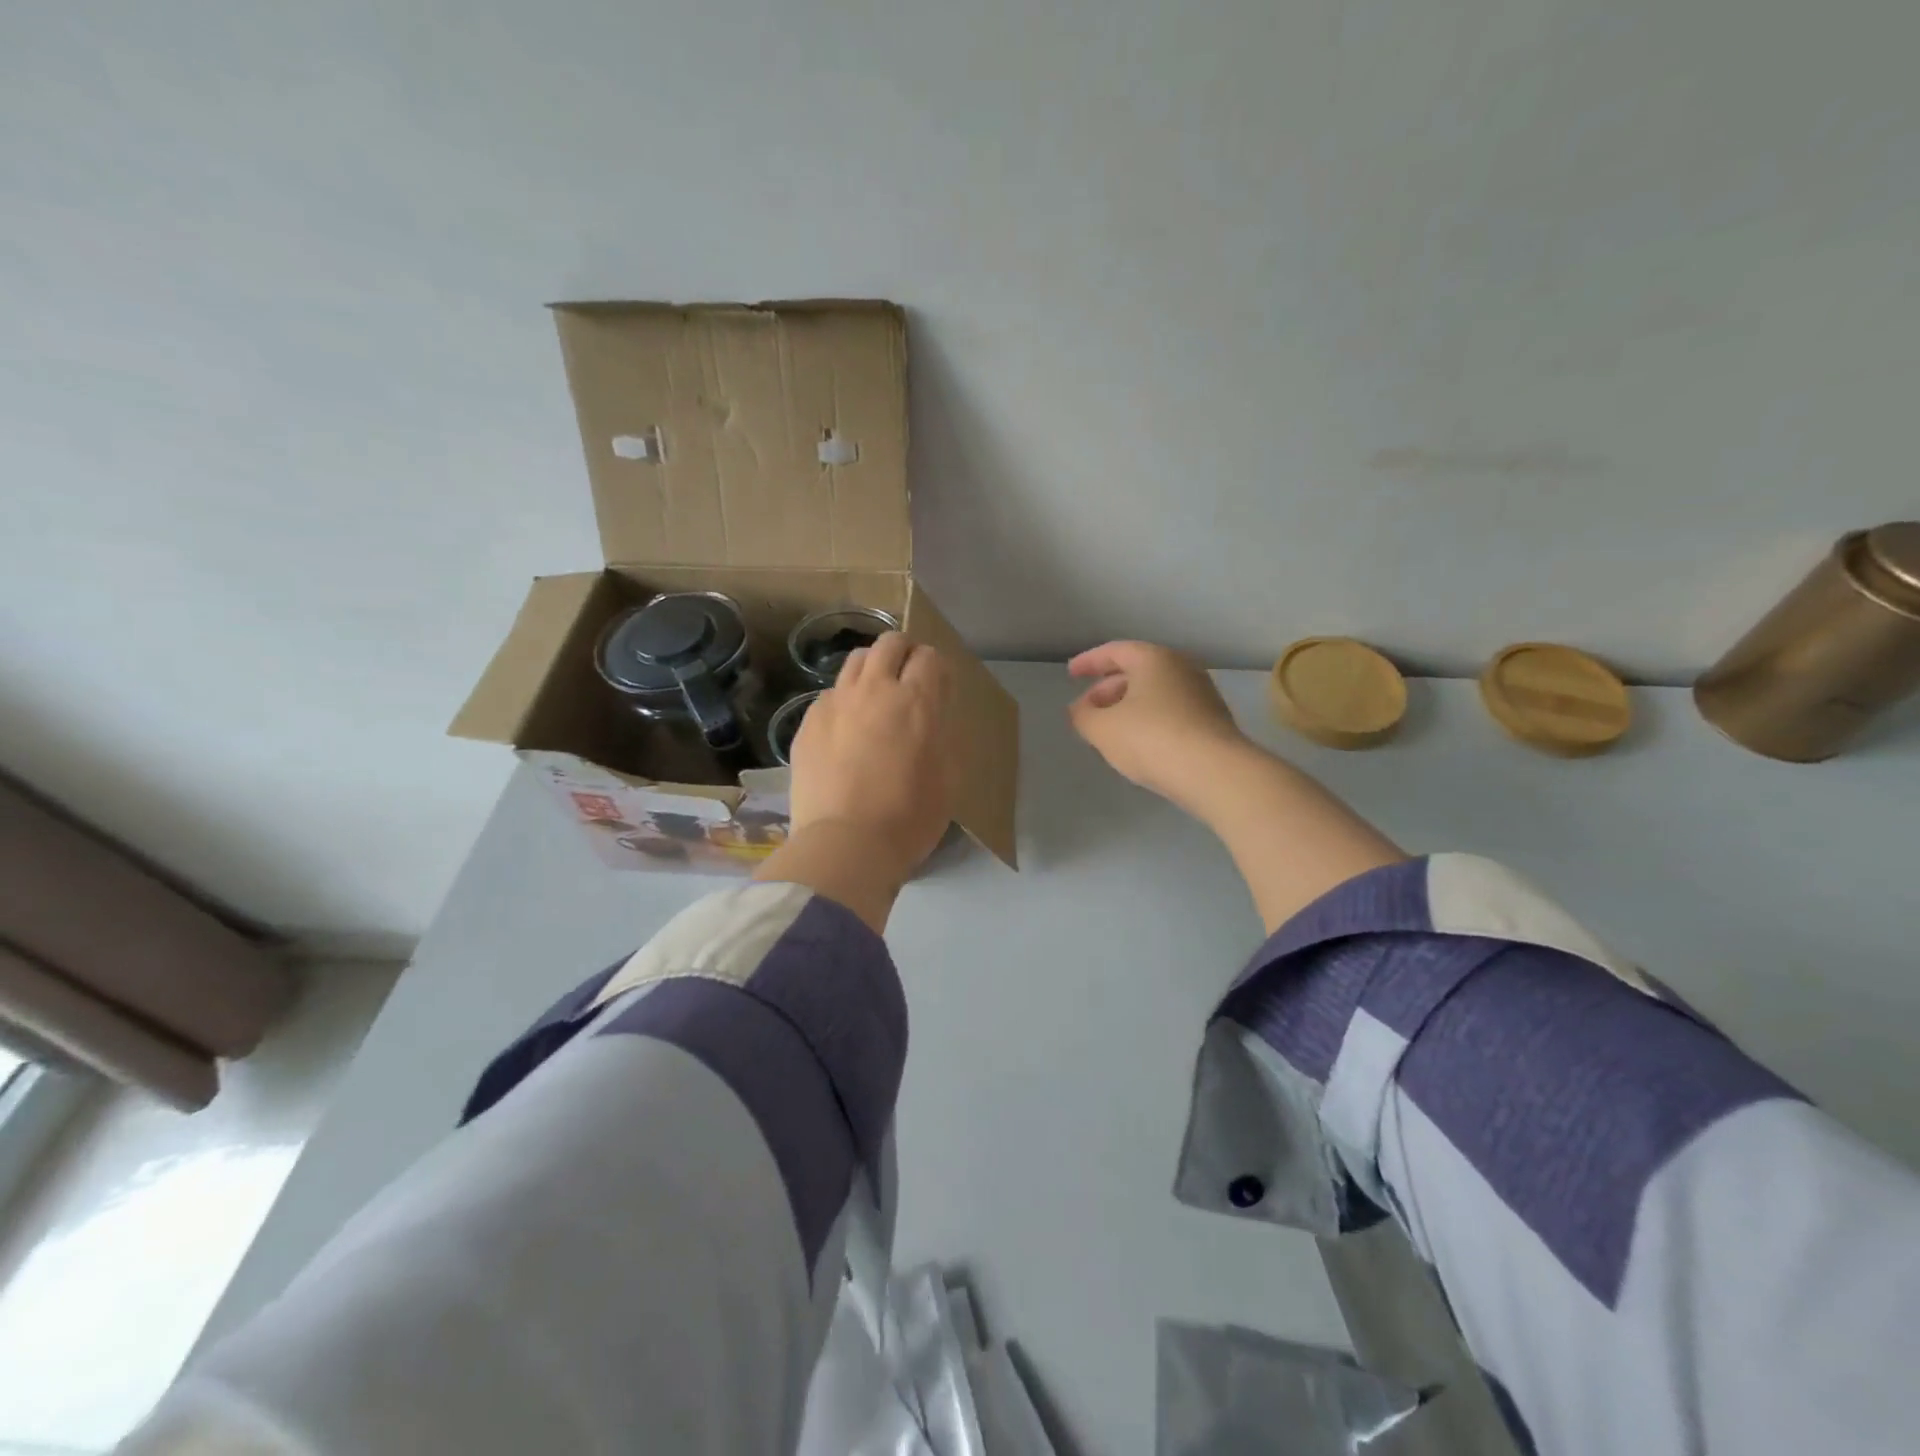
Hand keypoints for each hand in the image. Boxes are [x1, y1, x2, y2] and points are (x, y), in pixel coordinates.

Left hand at [758, 633, 954, 929]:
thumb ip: (940, 735)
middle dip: (903, 652)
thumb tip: (931, 717)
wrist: (845, 844)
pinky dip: (844, 700)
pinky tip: (845, 728)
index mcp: (917, 701)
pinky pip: (830, 694)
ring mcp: (836, 703)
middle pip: (889, 644)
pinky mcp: (809, 722)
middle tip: (907, 678)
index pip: (929, 657)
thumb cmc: (909, 817)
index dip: (936, 668)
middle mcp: (875, 690)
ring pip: (855, 661)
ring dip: (871, 669)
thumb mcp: (947, 777)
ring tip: (874, 696)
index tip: (937, 687)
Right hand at [1067, 641, 1248, 811]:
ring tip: (1108, 730)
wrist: (1214, 772)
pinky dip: (1149, 720)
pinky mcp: (1212, 721)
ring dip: (1128, 707)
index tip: (1071, 674)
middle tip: (1087, 709)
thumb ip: (1082, 715)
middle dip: (1107, 689)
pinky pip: (1171, 712)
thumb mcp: (1102, 729)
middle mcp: (1181, 668)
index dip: (1089, 662)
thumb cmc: (1151, 738)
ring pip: (1155, 693)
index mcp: (1154, 659)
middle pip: (1137, 671)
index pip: (1115, 651)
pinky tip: (1138, 744)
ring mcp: (1202, 694)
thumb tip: (1079, 709)